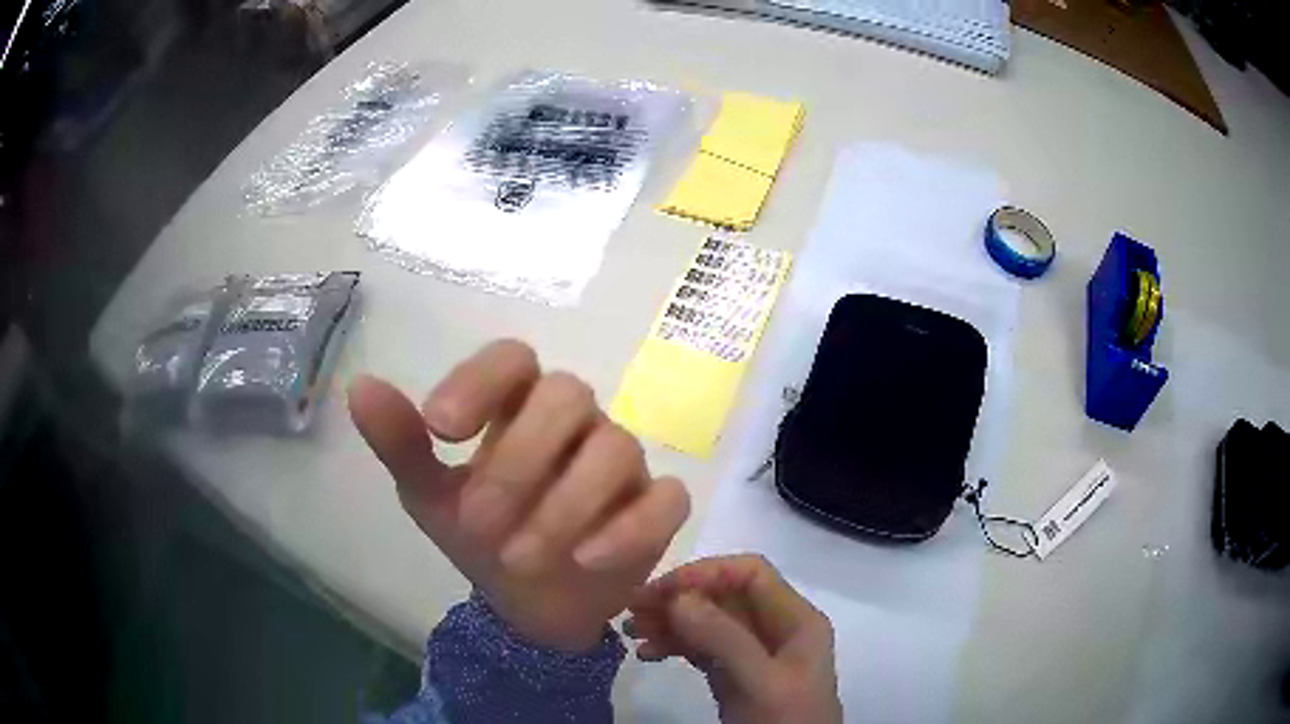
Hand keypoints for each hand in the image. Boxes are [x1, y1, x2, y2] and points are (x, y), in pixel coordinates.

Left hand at [348, 339, 689, 651]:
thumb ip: (402, 444)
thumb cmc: (481, 535)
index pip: (512, 358)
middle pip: (567, 395)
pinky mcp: (657, 508)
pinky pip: (666, 499)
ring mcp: (623, 462)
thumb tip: (359, 386)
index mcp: (518, 407)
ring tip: (519, 559)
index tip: (441, 428)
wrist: (528, 601)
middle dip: (517, 462)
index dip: (481, 381)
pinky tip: (587, 559)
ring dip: (563, 507)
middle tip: (478, 521)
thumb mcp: (430, 496)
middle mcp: (576, 423)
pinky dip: (629, 528)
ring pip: (614, 449)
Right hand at [627, 555, 842, 723]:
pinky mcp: (734, 675)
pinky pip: (701, 649)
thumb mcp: (760, 681)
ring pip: (708, 622)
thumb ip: (724, 638)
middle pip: (724, 596)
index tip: (661, 591)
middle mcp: (776, 629)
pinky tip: (647, 654)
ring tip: (630, 631)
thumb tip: (676, 597)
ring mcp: (754, 653)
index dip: (706, 574)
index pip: (750, 574)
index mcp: (795, 620)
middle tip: (632, 609)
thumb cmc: (785, 720)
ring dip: (670, 622)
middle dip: (679, 598)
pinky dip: (674, 646)